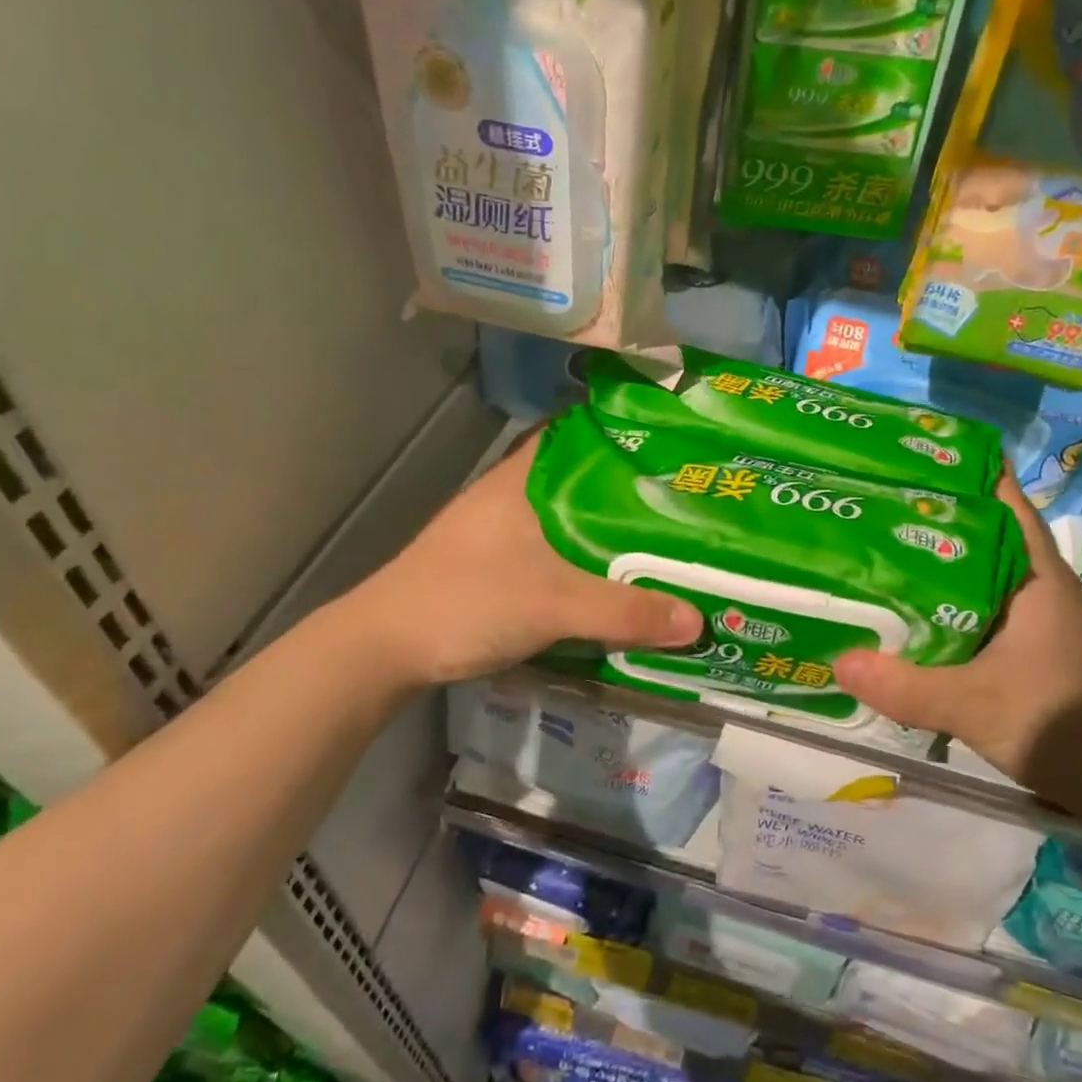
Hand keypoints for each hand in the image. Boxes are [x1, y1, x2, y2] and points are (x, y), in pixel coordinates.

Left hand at [341, 432, 702, 690]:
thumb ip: (624, 612)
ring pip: (571, 517)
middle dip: (632, 488)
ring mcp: (500, 531)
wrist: (384, 648)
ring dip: (610, 528)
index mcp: (523, 478)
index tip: (675, 444)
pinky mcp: (496, 565)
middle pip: (584, 479)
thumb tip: (697, 622)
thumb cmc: (466, 601)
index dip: (627, 432)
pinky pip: (557, 549)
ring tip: (666, 537)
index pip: (581, 432)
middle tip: (687, 499)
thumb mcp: (553, 604)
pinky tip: (617, 578)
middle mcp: (513, 494)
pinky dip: (588, 557)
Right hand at [834, 474, 1081, 811]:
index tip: (909, 456)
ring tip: (875, 547)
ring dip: (934, 558)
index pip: (1001, 499)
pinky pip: (975, 606)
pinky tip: (908, 610)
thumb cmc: (1064, 722)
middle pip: (979, 530)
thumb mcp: (976, 704)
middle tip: (870, 501)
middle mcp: (1034, 583)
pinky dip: (943, 599)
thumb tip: (838, 660)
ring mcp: (1033, 616)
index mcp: (1033, 573)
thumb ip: (908, 687)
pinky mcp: (1027, 646)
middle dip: (930, 512)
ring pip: (975, 570)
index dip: (960, 470)